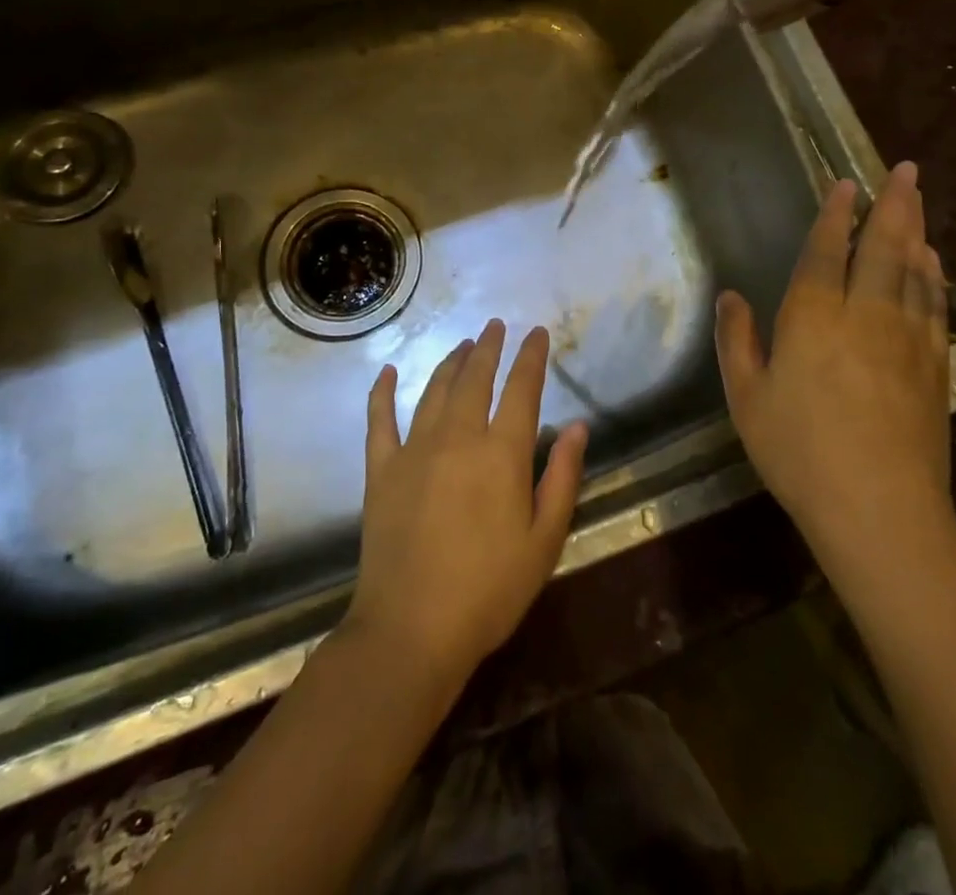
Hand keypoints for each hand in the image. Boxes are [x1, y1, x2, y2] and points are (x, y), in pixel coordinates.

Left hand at [344, 320, 589, 690]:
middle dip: (488, 348)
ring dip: (450, 362)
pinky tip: (386, 372)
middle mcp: (458, 437)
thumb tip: (576, 427)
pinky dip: (382, 393)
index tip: (536, 332)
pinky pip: (379, 420)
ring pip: (434, 390)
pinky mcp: (380, 470)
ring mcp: (414, 450)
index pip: (521, 389)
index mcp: (502, 453)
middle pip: (475, 378)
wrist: (411, 630)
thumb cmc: (489, 590)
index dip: (531, 356)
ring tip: (463, 345)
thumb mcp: (544, 540)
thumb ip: (563, 478)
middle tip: (495, 326)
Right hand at [715, 163, 953, 563]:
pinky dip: (935, 276)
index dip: (835, 215)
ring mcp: (905, 338)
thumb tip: (730, 296)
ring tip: (918, 201)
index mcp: (812, 318)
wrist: (879, 509)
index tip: (847, 183)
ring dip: (916, 230)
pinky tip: (934, 262)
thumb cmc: (799, 452)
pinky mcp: (932, 365)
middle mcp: (863, 315)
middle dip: (892, 205)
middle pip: (881, 248)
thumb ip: (737, 342)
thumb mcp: (747, 399)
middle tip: (904, 170)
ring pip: (914, 270)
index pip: (825, 252)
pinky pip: (934, 305)